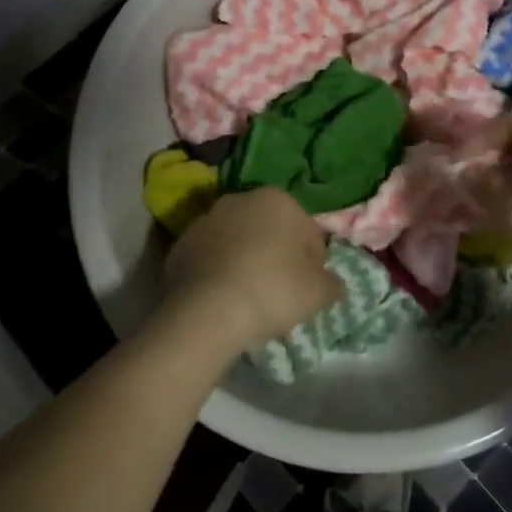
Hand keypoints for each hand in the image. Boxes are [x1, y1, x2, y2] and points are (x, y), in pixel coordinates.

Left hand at [161, 189, 341, 355]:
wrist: (207, 311)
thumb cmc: (272, 290)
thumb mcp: (319, 293)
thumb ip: (332, 283)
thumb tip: (331, 283)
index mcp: (277, 199)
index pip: (307, 231)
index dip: (313, 262)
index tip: (309, 288)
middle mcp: (239, 200)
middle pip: (269, 231)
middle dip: (277, 255)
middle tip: (281, 293)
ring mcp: (205, 220)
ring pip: (237, 242)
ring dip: (245, 261)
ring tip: (249, 299)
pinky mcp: (179, 245)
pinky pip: (210, 259)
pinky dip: (218, 273)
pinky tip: (223, 300)